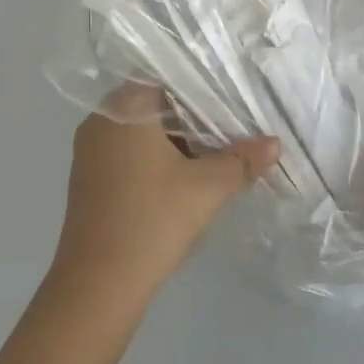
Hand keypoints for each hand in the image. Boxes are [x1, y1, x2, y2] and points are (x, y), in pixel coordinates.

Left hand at [55, 85, 279, 309]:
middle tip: (229, 130)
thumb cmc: (153, 220)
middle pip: (154, 105)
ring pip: (140, 132)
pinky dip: (153, 160)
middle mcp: (101, 119)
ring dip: (173, 142)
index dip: (201, 89)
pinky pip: (126, 153)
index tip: (231, 102)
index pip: (167, 78)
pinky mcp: (87, 177)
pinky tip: (181, 180)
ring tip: (212, 156)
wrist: (97, 284)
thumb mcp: (207, 188)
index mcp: (125, 106)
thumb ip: (242, 160)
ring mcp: (89, 149)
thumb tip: (275, 143)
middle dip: (192, 119)